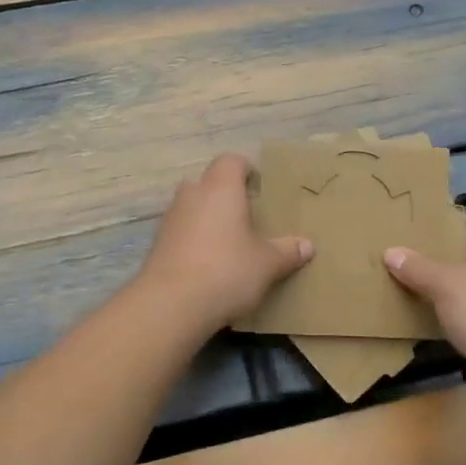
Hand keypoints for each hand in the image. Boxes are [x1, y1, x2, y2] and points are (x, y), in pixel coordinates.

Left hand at [138, 154, 312, 331]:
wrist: (171, 304)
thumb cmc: (227, 270)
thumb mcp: (268, 264)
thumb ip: (288, 251)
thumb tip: (307, 245)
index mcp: (221, 188)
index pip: (231, 160)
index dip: (246, 169)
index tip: (260, 188)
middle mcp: (192, 195)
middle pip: (208, 182)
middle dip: (225, 195)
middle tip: (247, 217)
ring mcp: (170, 219)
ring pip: (192, 207)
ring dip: (208, 218)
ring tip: (229, 243)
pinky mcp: (157, 244)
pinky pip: (181, 231)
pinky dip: (193, 240)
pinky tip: (208, 264)